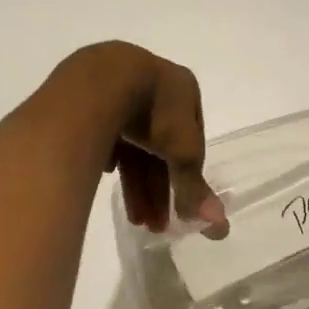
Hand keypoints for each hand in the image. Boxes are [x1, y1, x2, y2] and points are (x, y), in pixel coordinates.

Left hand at [53, 42, 225, 234]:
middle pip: (159, 148)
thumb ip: (196, 187)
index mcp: (183, 88)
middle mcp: (153, 85)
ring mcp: (119, 90)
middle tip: (154, 226)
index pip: (192, 140)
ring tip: (134, 221)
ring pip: (132, 146)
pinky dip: (109, 159)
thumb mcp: (183, 152)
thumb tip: (220, 227)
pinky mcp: (89, 100)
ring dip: (135, 185)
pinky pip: (104, 136)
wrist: (98, 82)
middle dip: (158, 190)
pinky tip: (105, 177)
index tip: (181, 210)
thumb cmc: (155, 110)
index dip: (186, 177)